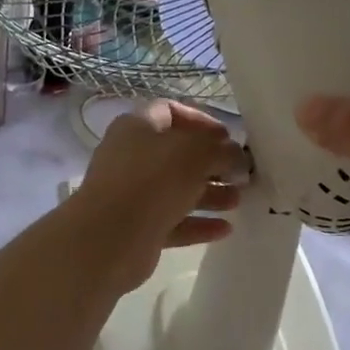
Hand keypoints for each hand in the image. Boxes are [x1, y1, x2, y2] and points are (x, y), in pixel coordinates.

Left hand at [70, 100, 246, 291]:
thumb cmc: (153, 181)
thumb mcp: (197, 153)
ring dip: (210, 194)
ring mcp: (133, 194)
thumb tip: (237, 157)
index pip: (171, 111)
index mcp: (138, 127)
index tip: (228, 137)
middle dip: (212, 163)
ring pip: (178, 189)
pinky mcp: (138, 228)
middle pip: (178, 154)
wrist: (109, 238)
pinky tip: (226, 229)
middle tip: (241, 174)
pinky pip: (174, 221)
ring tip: (238, 200)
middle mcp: (132, 157)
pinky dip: (198, 223)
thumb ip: (223, 150)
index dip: (202, 121)